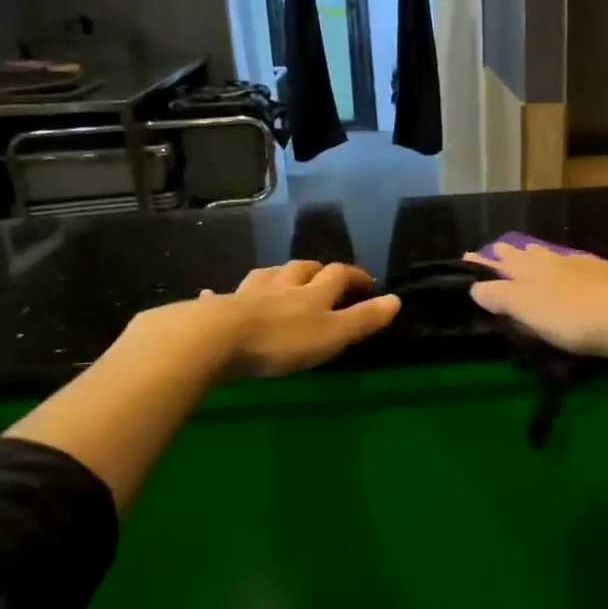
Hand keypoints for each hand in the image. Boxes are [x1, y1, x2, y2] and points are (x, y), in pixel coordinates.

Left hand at [128, 261, 400, 381]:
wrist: (217, 339)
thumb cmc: (282, 340)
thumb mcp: (333, 334)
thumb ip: (363, 319)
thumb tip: (396, 300)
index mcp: (312, 292)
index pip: (338, 274)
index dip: (354, 276)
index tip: (367, 282)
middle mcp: (282, 286)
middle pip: (302, 268)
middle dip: (317, 270)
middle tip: (325, 276)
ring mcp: (247, 294)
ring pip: (267, 276)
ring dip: (278, 275)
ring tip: (282, 279)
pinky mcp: (217, 309)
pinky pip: (221, 297)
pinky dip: (221, 296)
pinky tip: (211, 295)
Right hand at [463, 244, 607, 360]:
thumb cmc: (573, 318)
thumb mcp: (528, 310)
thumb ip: (500, 296)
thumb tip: (475, 286)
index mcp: (532, 269)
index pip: (501, 263)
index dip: (483, 263)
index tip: (468, 256)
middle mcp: (556, 261)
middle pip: (527, 255)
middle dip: (511, 254)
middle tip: (499, 250)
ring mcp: (586, 266)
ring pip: (555, 256)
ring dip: (539, 254)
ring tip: (531, 250)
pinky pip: (581, 264)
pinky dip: (570, 265)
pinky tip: (577, 267)